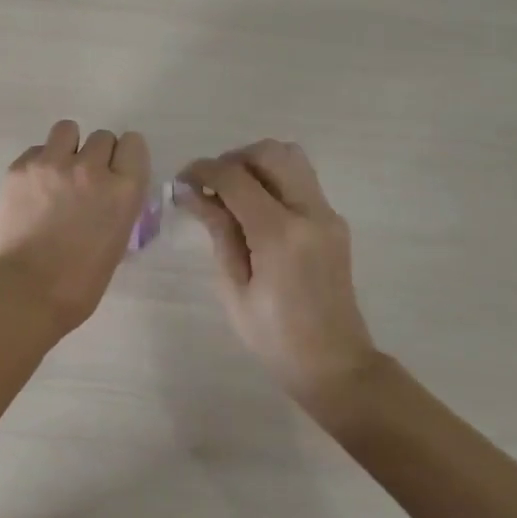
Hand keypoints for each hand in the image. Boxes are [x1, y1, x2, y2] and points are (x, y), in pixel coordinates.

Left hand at [0, 121, 150, 335]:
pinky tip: (32, 190)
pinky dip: (38, 164)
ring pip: (67, 130)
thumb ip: (117, 208)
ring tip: (56, 174)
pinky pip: (36, 150)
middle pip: (102, 137)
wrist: (24, 293)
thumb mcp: (116, 243)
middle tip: (83, 181)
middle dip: (96, 155)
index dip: (124, 157)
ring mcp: (52, 164)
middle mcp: (91, 168)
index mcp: (123, 190)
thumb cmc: (78, 284)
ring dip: (67, 147)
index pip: (133, 144)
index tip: (115, 172)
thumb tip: (107, 197)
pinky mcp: (20, 167)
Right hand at [177, 140, 378, 425]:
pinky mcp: (334, 221)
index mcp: (280, 234)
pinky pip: (301, 179)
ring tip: (233, 192)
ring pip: (291, 157)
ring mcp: (327, 214)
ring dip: (256, 164)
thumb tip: (191, 192)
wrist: (335, 364)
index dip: (203, 171)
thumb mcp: (233, 287)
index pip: (235, 178)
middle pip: (269, 153)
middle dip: (232, 159)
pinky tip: (255, 209)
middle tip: (210, 185)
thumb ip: (218, 231)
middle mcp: (309, 213)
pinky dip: (273, 179)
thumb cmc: (274, 337)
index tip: (182, 181)